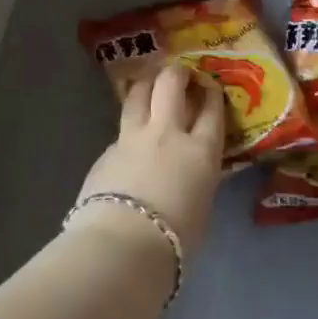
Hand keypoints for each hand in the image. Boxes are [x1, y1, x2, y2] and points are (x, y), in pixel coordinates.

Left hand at [75, 63, 226, 260]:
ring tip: (148, 85)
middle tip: (179, 74)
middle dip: (176, 73)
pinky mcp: (106, 151)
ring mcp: (132, 138)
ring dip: (145, 85)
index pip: (211, 111)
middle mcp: (167, 133)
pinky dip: (127, 130)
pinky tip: (127, 143)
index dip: (211, 93)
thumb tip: (191, 173)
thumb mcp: (201, 207)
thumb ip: (197, 180)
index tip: (209, 85)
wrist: (123, 245)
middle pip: (171, 85)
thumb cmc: (175, 239)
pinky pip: (120, 131)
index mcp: (200, 151)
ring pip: (138, 94)